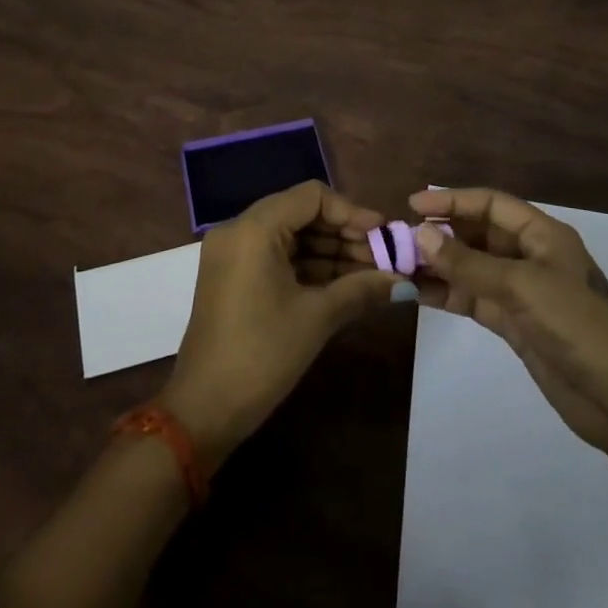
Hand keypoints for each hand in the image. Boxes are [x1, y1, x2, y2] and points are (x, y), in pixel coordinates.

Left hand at [162, 181, 406, 465]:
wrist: (203, 410)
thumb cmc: (261, 354)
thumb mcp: (316, 318)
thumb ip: (361, 289)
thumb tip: (404, 281)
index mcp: (253, 228)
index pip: (311, 196)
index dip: (351, 212)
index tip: (383, 234)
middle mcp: (238, 230)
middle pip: (301, 213)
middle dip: (344, 234)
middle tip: (382, 257)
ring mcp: (233, 253)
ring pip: (291, 236)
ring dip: (330, 251)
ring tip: (371, 274)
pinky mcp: (233, 276)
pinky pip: (277, 256)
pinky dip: (308, 266)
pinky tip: (343, 284)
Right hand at [409, 187, 607, 458]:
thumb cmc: (576, 325)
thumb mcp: (521, 287)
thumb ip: (469, 264)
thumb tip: (420, 235)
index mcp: (542, 234)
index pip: (490, 204)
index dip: (453, 200)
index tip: (412, 205)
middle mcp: (531, 256)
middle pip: (478, 234)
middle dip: (441, 234)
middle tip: (399, 241)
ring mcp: (522, 291)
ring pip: (472, 268)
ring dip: (439, 266)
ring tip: (400, 267)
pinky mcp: (514, 323)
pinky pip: (474, 298)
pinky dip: (448, 294)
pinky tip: (419, 294)